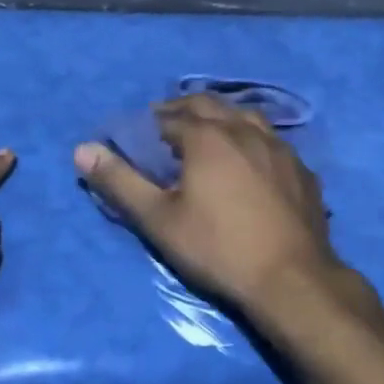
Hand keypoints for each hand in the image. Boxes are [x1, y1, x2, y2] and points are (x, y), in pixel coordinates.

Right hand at [74, 94, 347, 318]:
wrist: (291, 279)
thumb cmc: (218, 248)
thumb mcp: (159, 219)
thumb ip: (120, 182)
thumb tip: (82, 150)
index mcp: (207, 136)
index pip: (171, 116)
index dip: (152, 123)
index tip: (142, 135)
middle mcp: (244, 130)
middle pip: (209, 105)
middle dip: (184, 110)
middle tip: (169, 125)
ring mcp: (279, 147)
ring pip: (246, 116)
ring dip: (223, 118)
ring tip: (211, 133)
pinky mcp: (301, 169)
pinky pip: (273, 140)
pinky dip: (254, 140)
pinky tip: (253, 159)